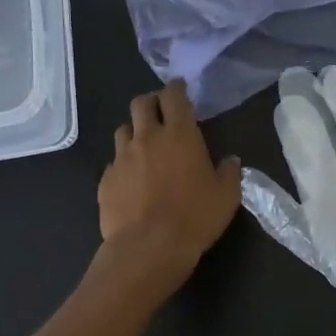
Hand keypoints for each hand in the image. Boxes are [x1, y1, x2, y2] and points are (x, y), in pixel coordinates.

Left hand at [97, 80, 241, 293]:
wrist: (148, 247)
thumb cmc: (195, 217)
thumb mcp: (226, 195)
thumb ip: (229, 172)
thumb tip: (229, 160)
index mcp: (180, 134)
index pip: (174, 96)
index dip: (176, 88)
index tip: (180, 88)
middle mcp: (147, 137)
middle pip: (141, 104)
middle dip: (152, 102)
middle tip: (161, 111)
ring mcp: (122, 158)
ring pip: (123, 129)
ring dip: (135, 130)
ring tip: (144, 144)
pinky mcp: (106, 179)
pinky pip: (114, 161)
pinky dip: (124, 163)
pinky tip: (132, 178)